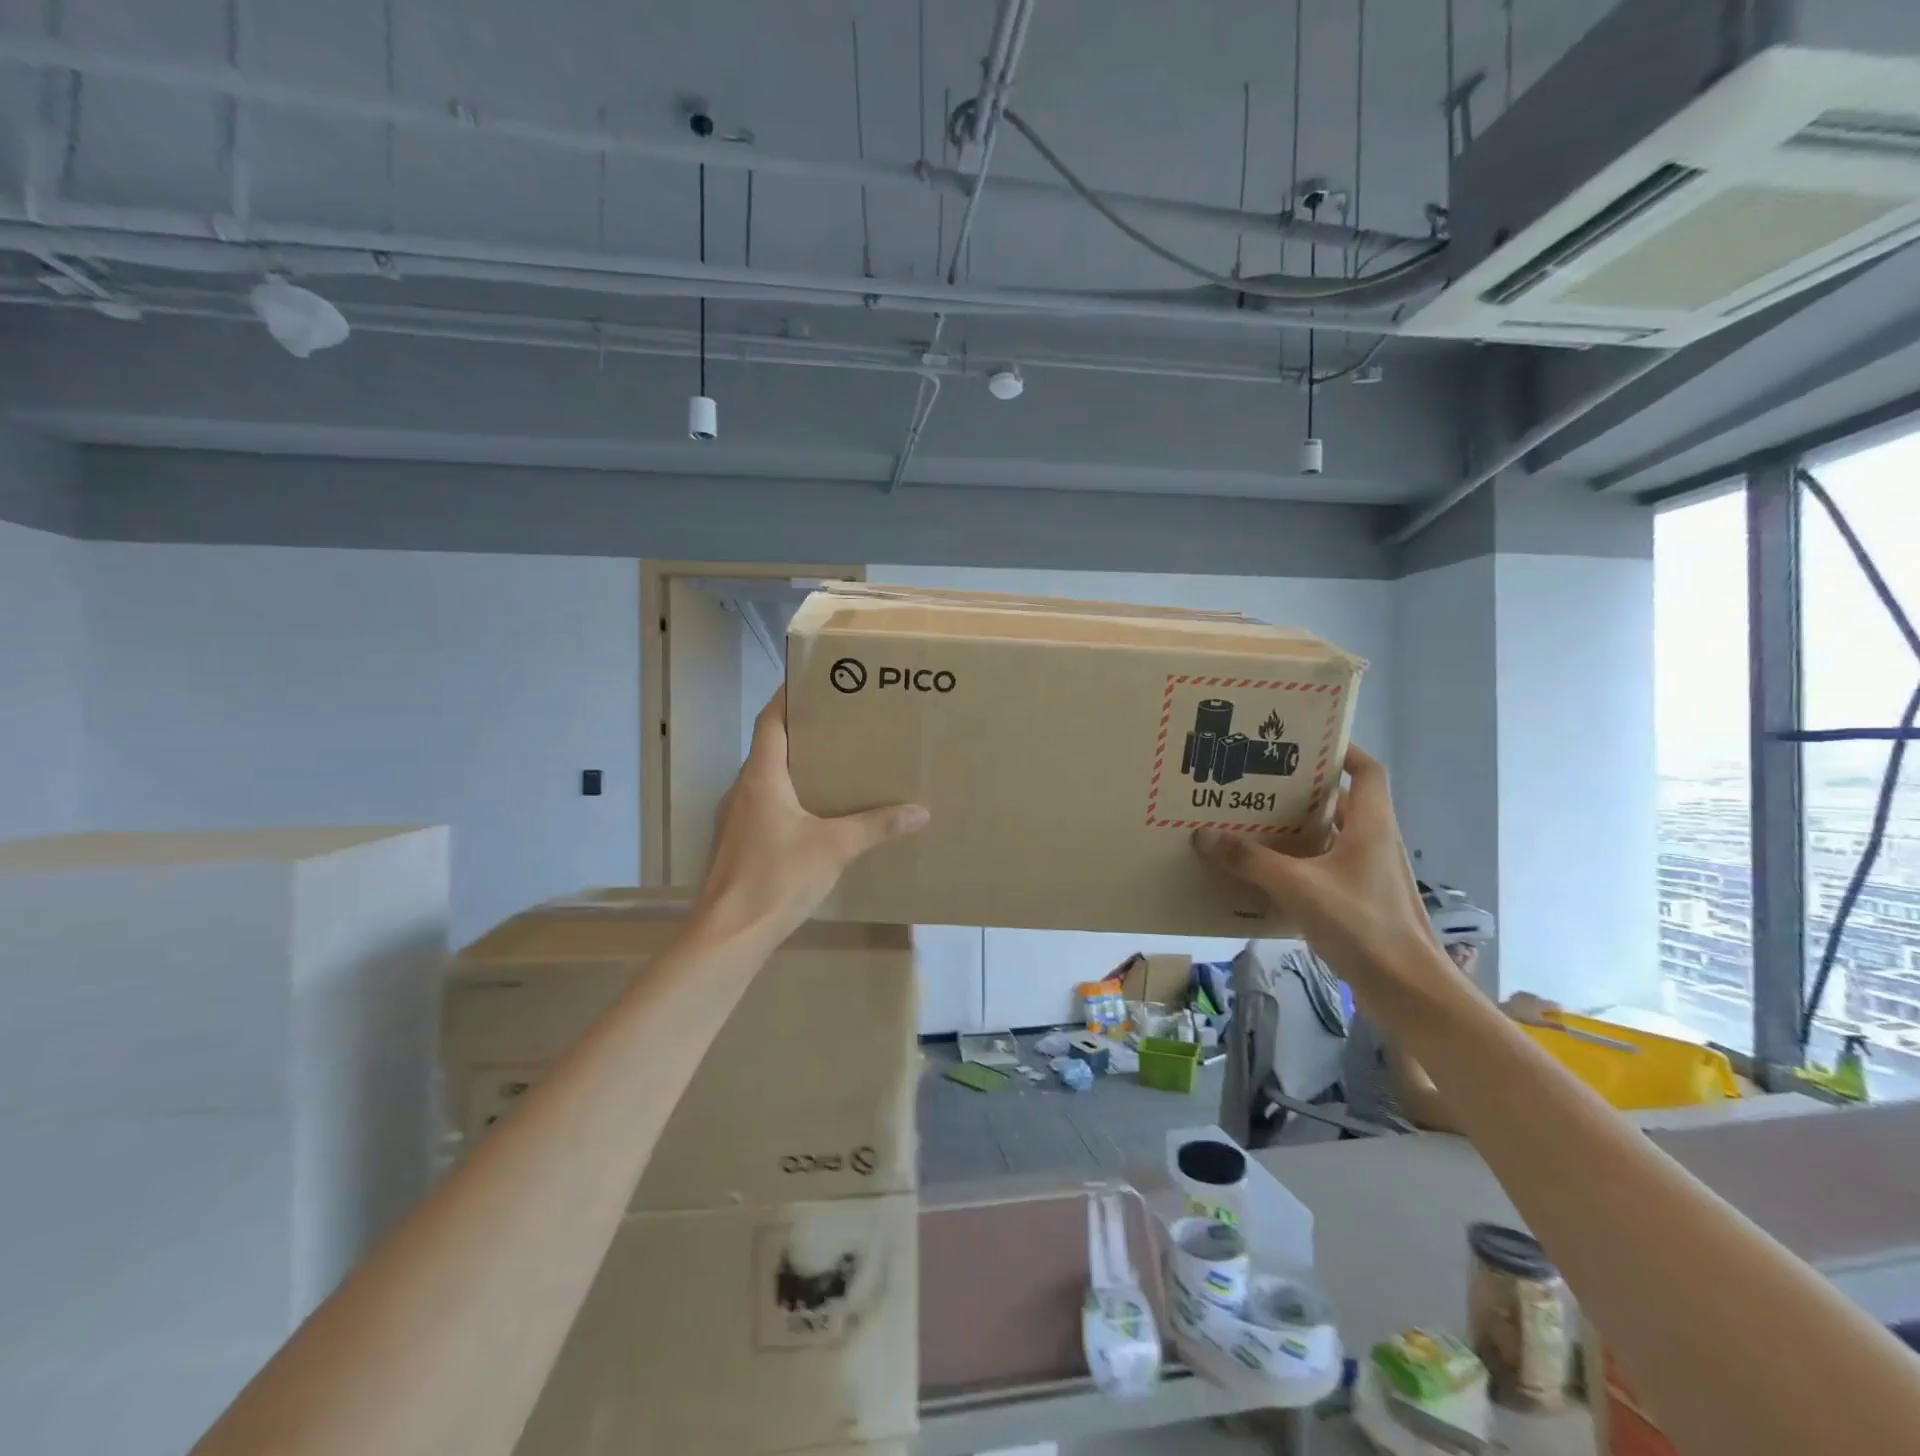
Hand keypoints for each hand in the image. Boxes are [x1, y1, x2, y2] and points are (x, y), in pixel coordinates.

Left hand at [693, 688, 928, 946]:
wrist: (728, 934)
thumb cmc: (777, 878)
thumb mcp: (835, 848)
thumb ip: (877, 826)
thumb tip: (920, 811)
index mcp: (762, 777)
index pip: (770, 721)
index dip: (787, 697)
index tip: (813, 680)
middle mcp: (742, 789)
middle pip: (769, 747)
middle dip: (802, 732)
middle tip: (841, 724)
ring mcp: (734, 818)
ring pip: (766, 778)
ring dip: (795, 767)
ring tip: (834, 766)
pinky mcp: (736, 844)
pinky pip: (764, 805)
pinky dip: (788, 798)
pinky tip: (815, 815)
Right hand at [1191, 745, 1445, 999]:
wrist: (1409, 991)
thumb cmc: (1363, 926)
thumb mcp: (1298, 887)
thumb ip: (1250, 860)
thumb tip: (1204, 835)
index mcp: (1372, 825)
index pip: (1367, 771)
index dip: (1342, 749)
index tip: (1304, 741)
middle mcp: (1376, 842)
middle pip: (1343, 802)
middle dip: (1304, 790)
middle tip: (1260, 783)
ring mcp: (1371, 874)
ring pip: (1334, 836)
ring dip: (1300, 828)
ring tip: (1255, 822)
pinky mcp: (1363, 901)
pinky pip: (1328, 866)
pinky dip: (1302, 861)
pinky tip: (1268, 872)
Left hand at [1500, 991, 1561, 1026]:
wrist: (1506, 1010)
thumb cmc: (1524, 1018)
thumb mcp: (1540, 1023)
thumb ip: (1553, 1024)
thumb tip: (1567, 1028)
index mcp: (1543, 1004)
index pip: (1555, 1005)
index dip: (1559, 1009)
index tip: (1561, 1014)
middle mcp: (1536, 997)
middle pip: (1545, 1002)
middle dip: (1547, 1006)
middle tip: (1546, 1013)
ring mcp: (1526, 994)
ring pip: (1536, 998)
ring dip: (1537, 1003)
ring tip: (1535, 1010)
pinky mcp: (1518, 993)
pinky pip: (1526, 996)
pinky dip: (1528, 1000)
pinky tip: (1525, 1006)